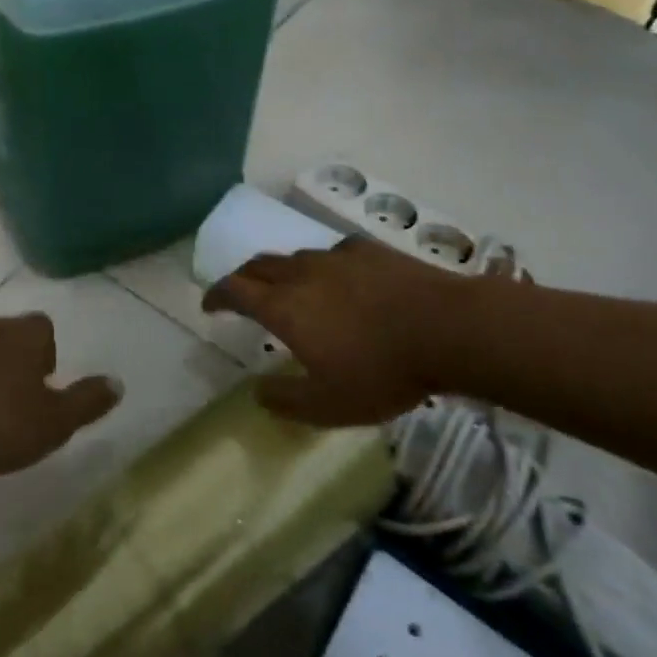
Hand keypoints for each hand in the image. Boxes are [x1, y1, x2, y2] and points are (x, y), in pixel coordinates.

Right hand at [202, 237, 470, 426]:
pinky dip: (323, 267)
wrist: (447, 328)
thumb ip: (286, 401)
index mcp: (284, 306)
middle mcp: (302, 272)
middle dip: (243, 279)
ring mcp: (336, 256)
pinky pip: (332, 253)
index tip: (209, 305)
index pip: (235, 290)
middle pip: (258, 265)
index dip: (216, 296)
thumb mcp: (329, 406)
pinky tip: (340, 280)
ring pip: (295, 257)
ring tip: (292, 290)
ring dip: (282, 272)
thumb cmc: (382, 371)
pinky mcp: (368, 250)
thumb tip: (257, 392)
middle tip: (241, 295)